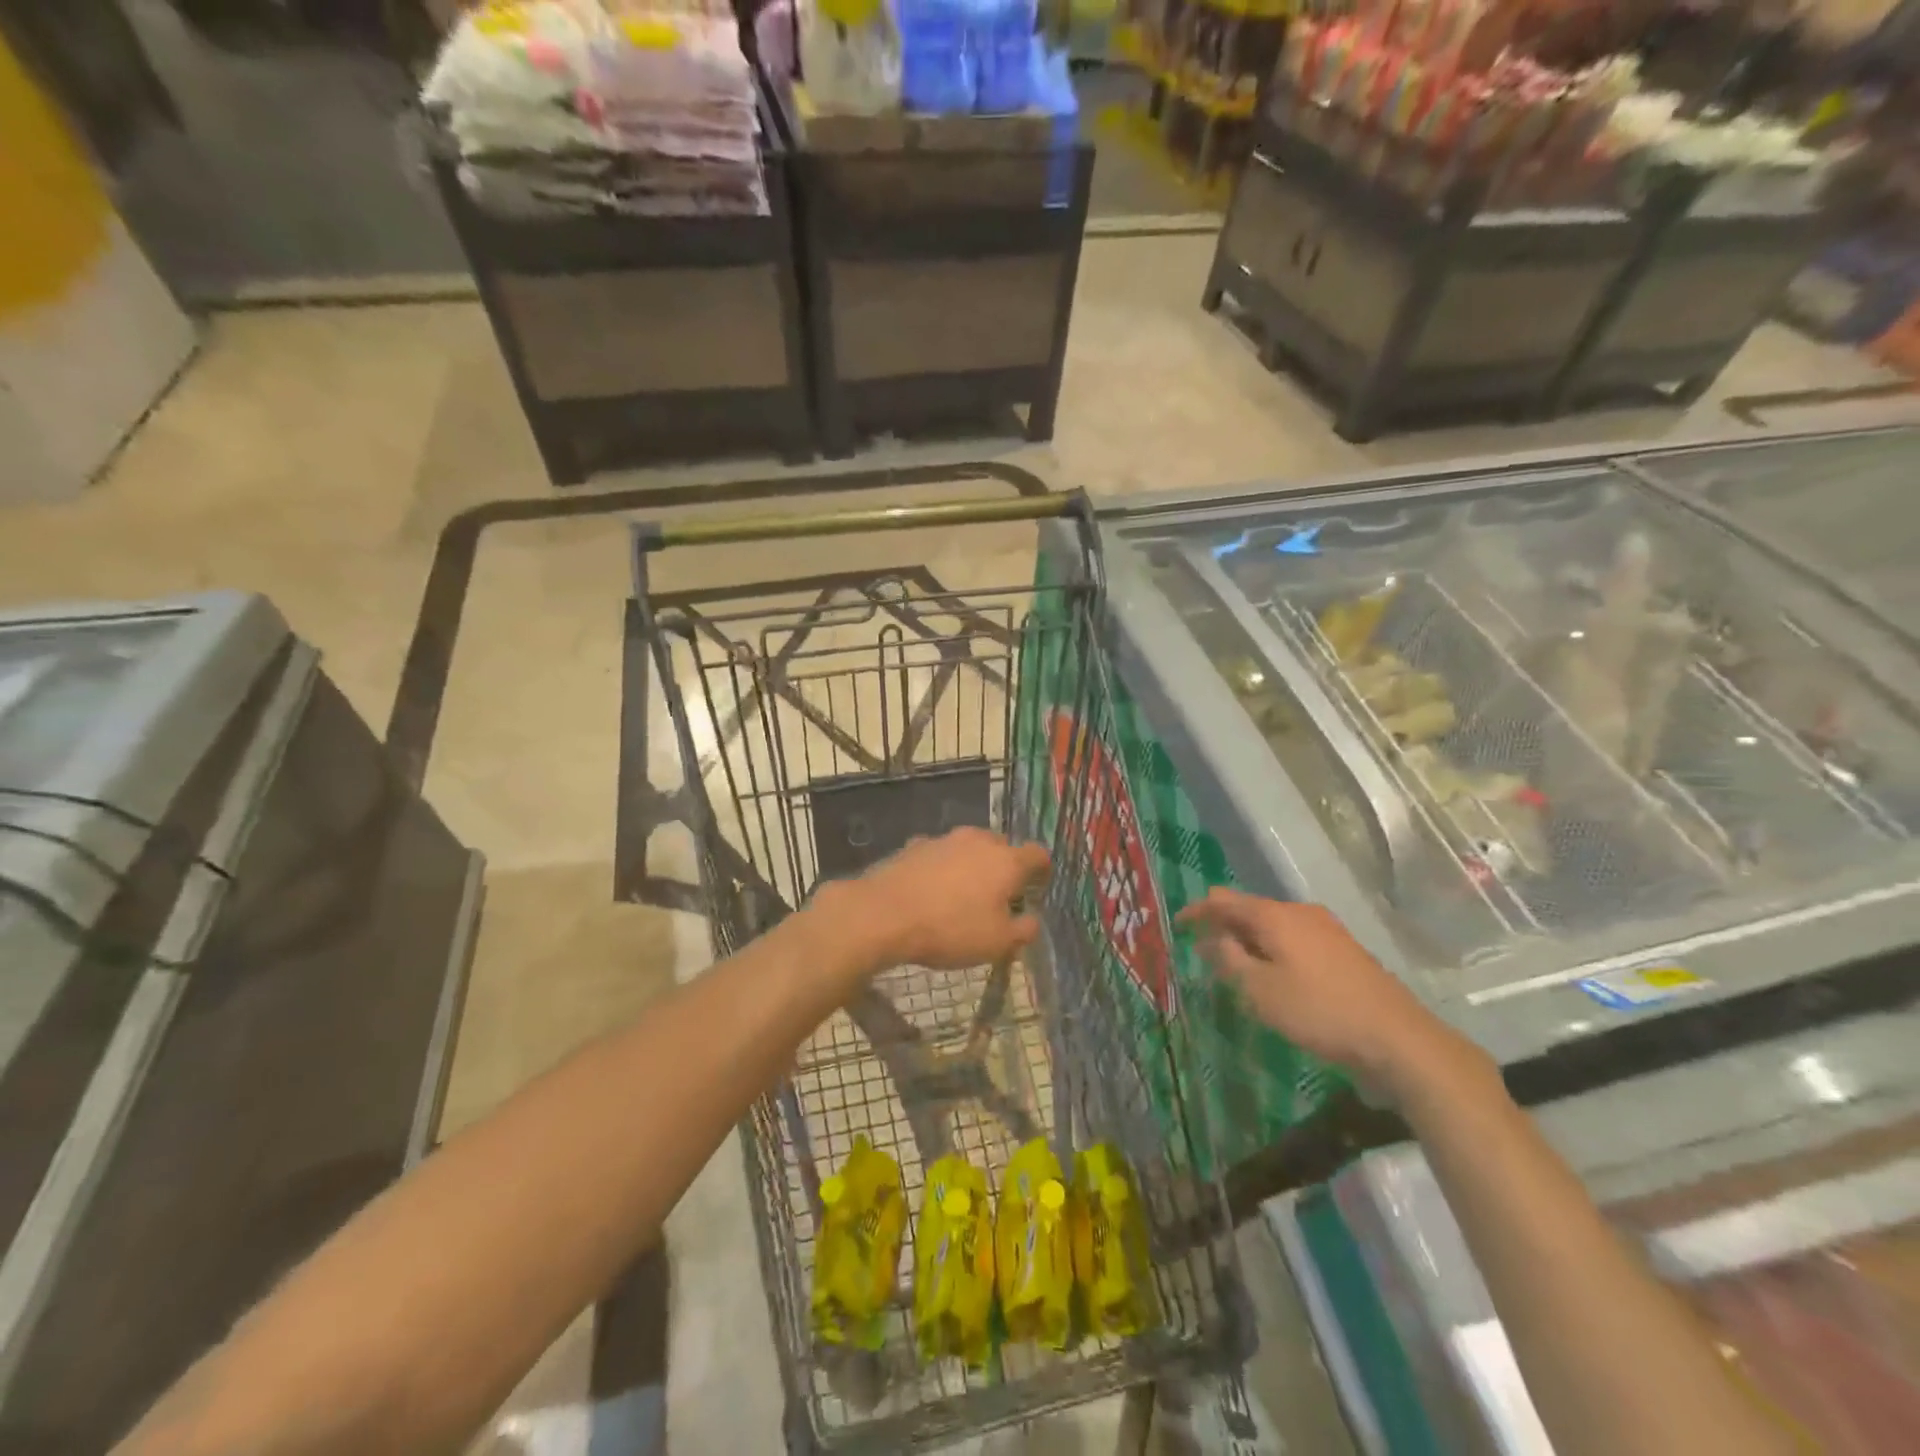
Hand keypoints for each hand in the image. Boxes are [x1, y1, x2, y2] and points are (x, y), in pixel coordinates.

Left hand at [826, 828, 1050, 973]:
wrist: (884, 913)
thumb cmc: (951, 929)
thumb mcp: (997, 943)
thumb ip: (1023, 930)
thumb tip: (1031, 919)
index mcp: (1007, 860)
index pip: (1037, 854)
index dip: (1042, 871)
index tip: (1038, 888)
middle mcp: (978, 840)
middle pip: (1002, 847)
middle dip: (1005, 868)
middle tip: (1000, 897)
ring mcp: (944, 839)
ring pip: (969, 849)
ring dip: (972, 867)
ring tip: (963, 896)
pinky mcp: (914, 845)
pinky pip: (939, 856)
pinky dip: (942, 869)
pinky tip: (931, 893)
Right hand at [1177, 889, 1466, 1094]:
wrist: (1397, 1039)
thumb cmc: (1318, 1011)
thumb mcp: (1259, 990)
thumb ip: (1228, 959)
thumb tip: (1211, 937)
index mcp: (1275, 916)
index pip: (1223, 900)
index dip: (1197, 910)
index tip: (1177, 925)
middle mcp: (1300, 913)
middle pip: (1250, 909)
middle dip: (1224, 927)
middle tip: (1203, 952)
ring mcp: (1326, 930)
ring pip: (1273, 926)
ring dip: (1249, 941)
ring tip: (1234, 968)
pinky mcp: (1343, 951)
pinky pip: (1294, 940)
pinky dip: (1273, 951)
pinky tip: (1273, 977)